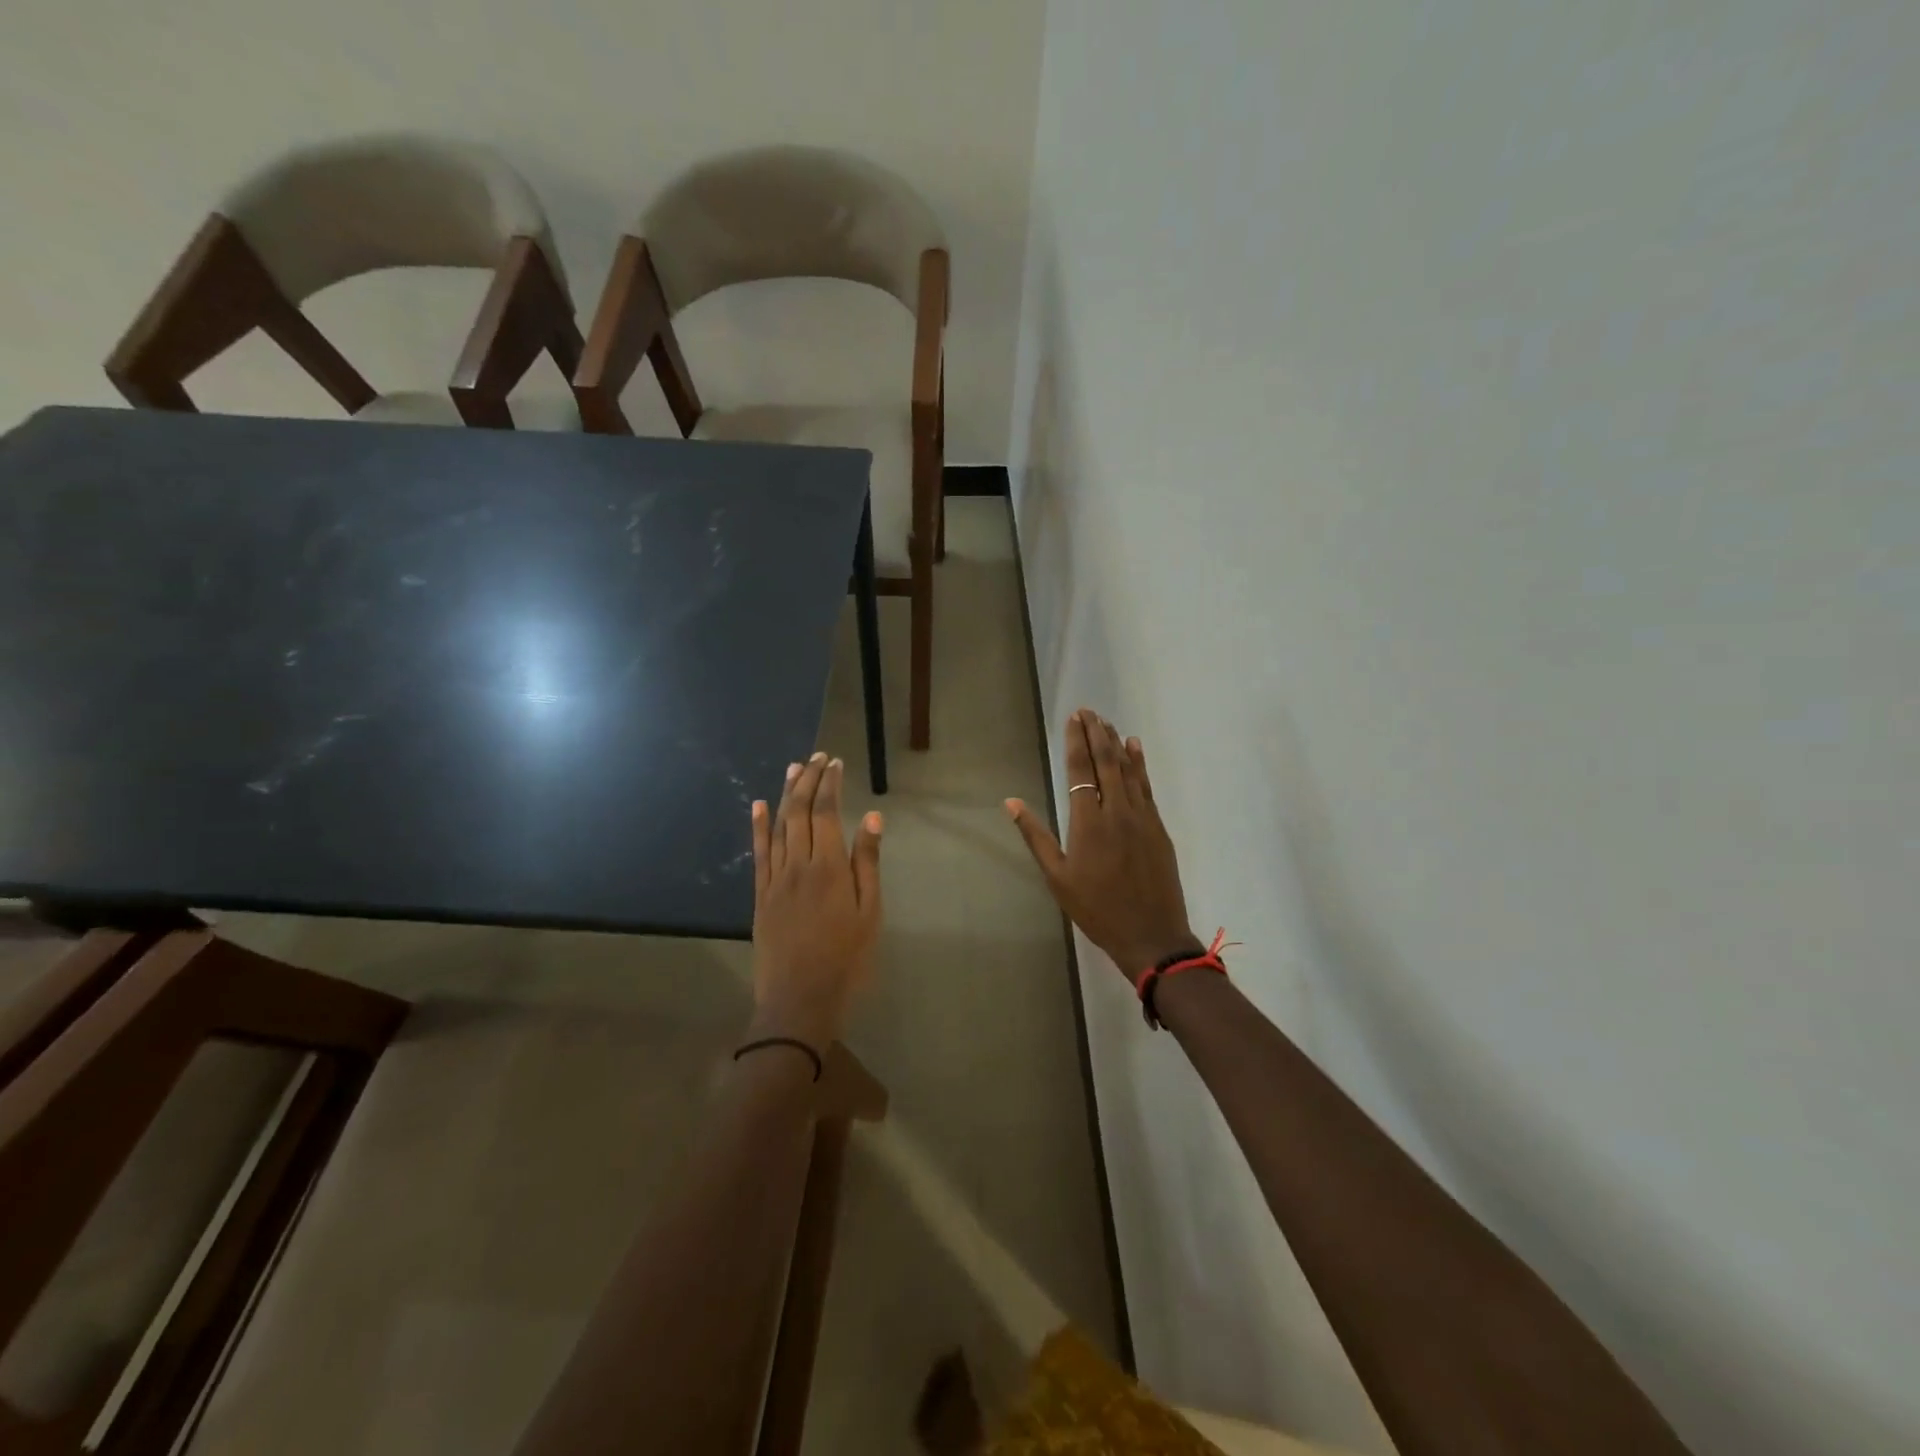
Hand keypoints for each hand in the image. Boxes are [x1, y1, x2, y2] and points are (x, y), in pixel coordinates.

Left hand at [750, 752, 883, 1047]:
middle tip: (817, 757)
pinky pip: (758, 853)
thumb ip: (868, 864)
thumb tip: (872, 818)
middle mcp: (798, 864)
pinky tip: (757, 806)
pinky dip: (758, 826)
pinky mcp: (760, 895)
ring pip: (778, 826)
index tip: (835, 762)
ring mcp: (775, 879)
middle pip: (800, 812)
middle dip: (808, 780)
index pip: (827, 813)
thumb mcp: (870, 914)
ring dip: (785, 794)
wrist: (799, 1002)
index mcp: (829, 867)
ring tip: (793, 768)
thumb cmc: (846, 960)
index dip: (830, 784)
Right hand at [1006, 711, 1200, 978]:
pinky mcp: (1159, 827)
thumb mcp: (1057, 877)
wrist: (1151, 935)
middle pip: (1107, 762)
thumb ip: (1036, 836)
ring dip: (1117, 743)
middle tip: (1088, 711)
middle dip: (1096, 733)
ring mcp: (1142, 817)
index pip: (1080, 771)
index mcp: (1088, 822)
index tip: (1074, 718)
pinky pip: (1147, 786)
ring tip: (1106, 722)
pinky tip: (1135, 747)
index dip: (1076, 742)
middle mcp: (1116, 811)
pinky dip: (1140, 764)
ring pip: (1129, 770)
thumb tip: (1011, 802)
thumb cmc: (1096, 909)